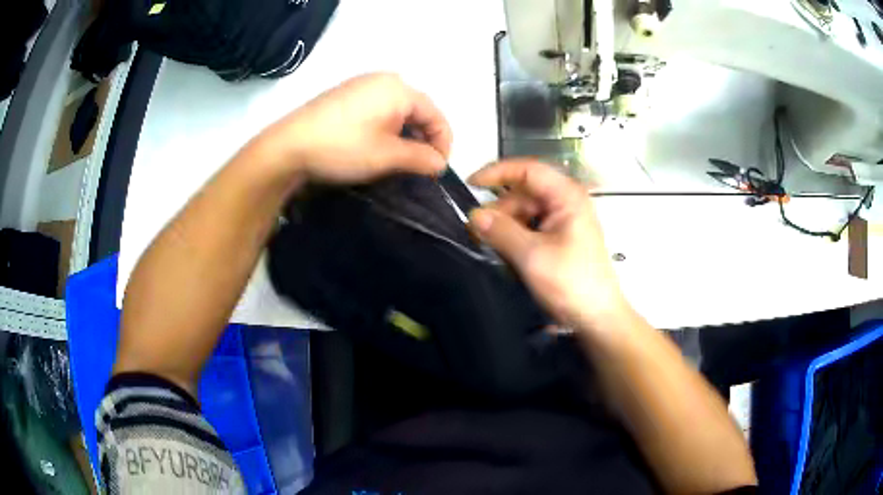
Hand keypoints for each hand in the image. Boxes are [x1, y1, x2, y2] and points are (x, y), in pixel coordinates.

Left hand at [255, 73, 451, 183]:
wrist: (287, 147)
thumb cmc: (343, 148)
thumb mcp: (387, 156)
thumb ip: (421, 158)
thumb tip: (440, 163)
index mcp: (399, 88)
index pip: (436, 115)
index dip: (443, 143)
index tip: (437, 170)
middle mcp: (383, 80)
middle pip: (417, 110)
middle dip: (422, 139)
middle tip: (418, 167)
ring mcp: (361, 85)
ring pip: (397, 110)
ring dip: (404, 135)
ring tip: (398, 160)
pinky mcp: (345, 95)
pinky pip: (377, 109)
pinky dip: (385, 128)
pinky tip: (376, 146)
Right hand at [468, 159, 630, 333]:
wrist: (597, 318)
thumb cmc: (572, 284)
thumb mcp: (532, 256)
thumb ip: (501, 231)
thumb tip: (473, 215)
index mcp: (566, 196)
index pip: (527, 170)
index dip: (497, 172)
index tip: (470, 184)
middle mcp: (566, 202)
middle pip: (523, 193)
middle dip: (499, 210)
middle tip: (476, 232)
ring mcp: (564, 220)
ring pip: (525, 212)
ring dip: (505, 227)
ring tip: (491, 248)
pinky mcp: (560, 238)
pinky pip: (531, 228)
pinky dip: (515, 237)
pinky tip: (507, 255)